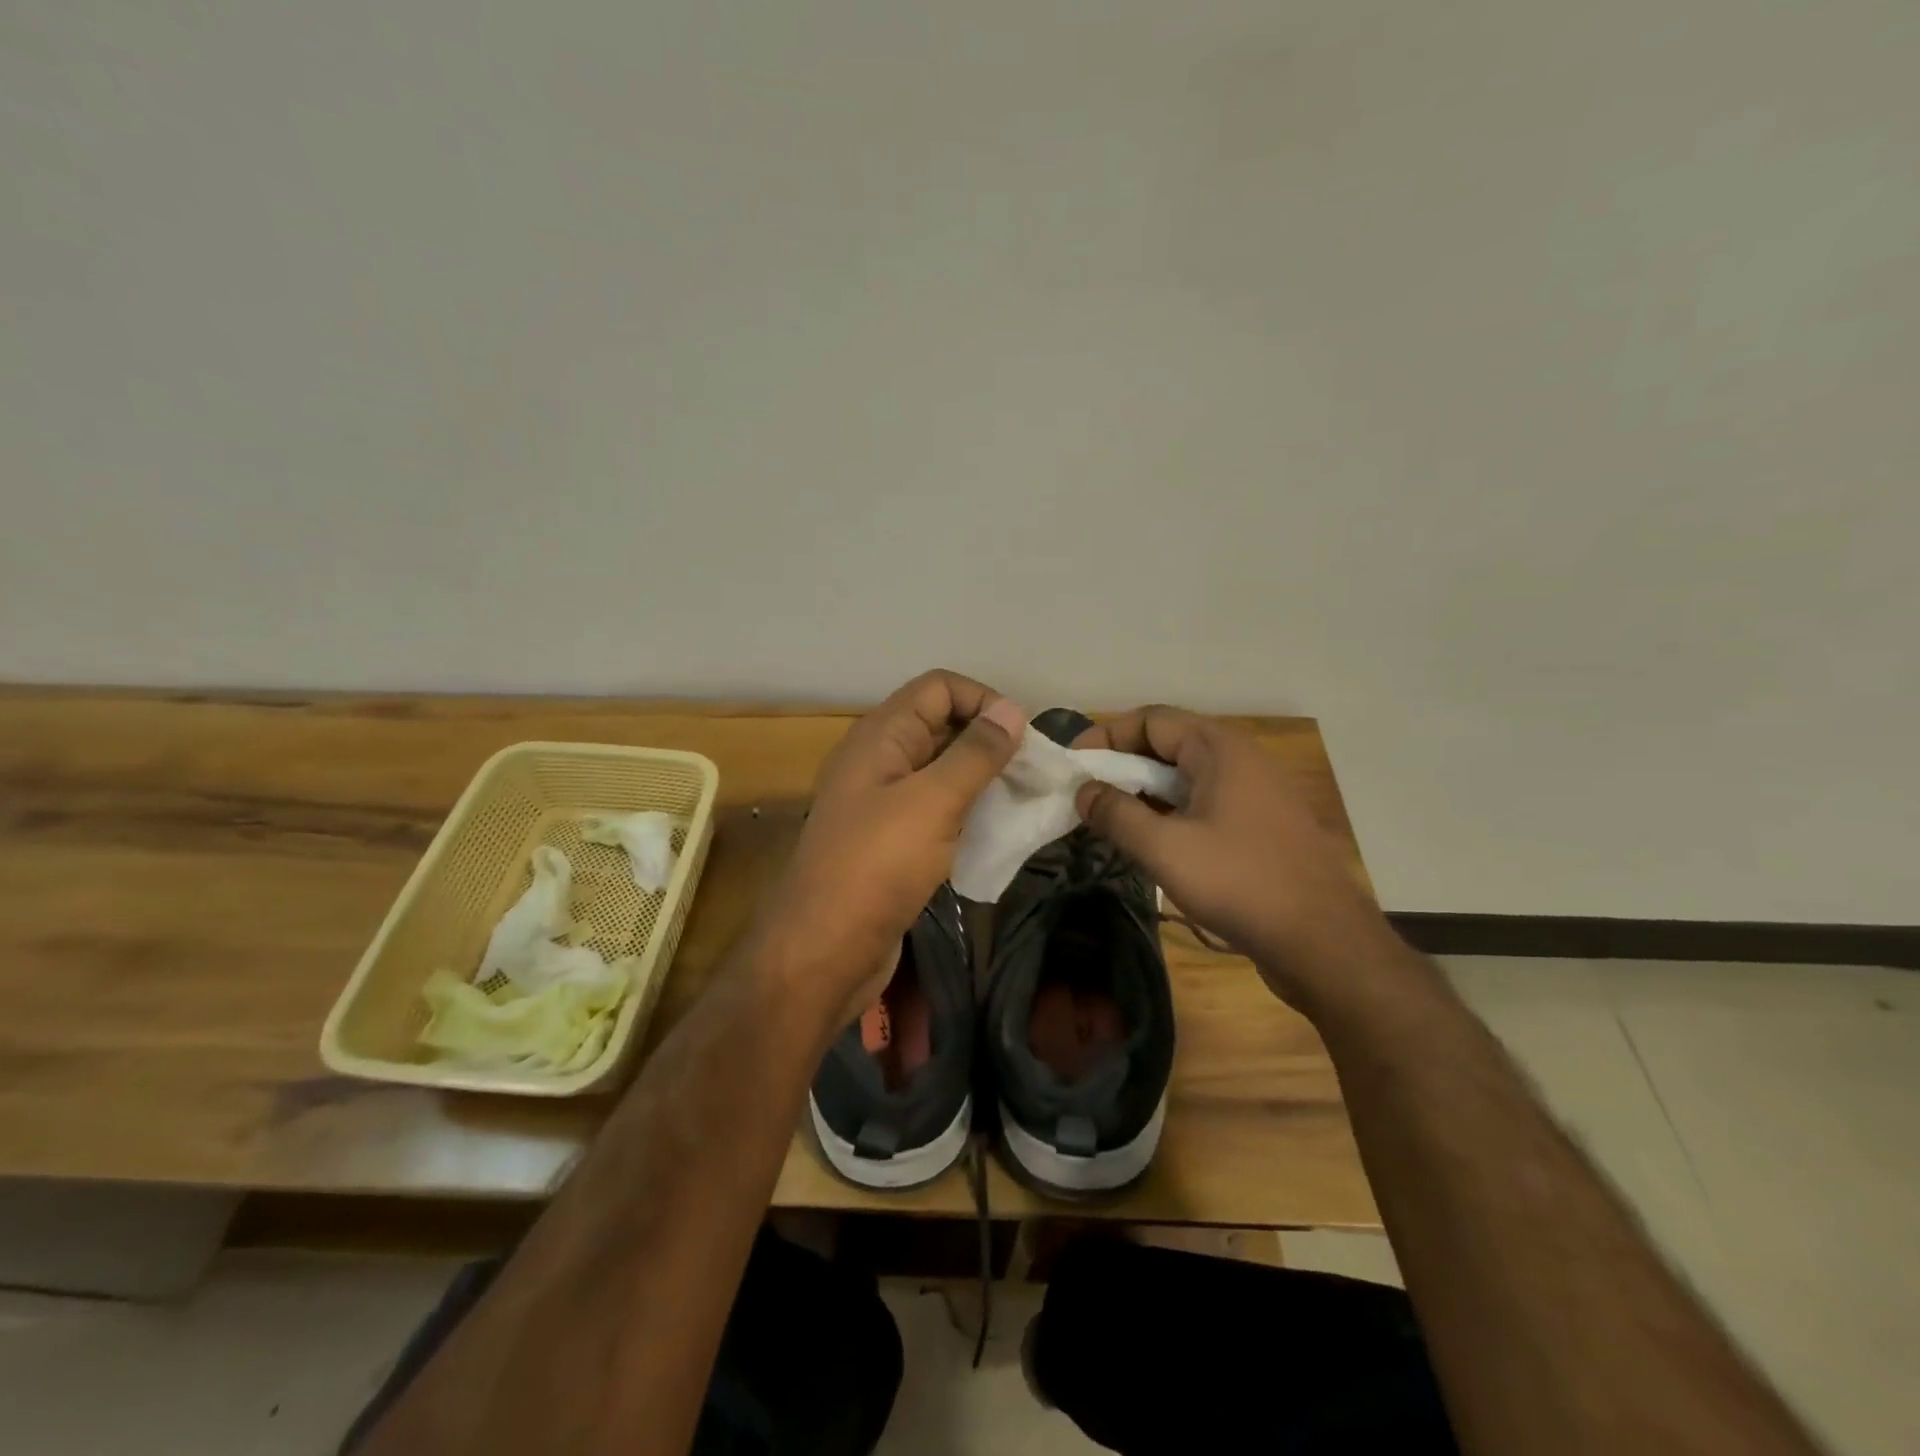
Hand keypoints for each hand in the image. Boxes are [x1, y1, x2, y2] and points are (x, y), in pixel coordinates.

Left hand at [757, 671, 1025, 1027]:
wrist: (823, 952)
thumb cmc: (876, 868)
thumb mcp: (932, 802)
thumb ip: (974, 754)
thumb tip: (1011, 709)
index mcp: (880, 736)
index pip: (938, 688)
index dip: (982, 700)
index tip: (1023, 737)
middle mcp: (879, 760)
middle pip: (941, 725)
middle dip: (989, 739)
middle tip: (1034, 771)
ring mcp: (883, 802)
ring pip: (942, 770)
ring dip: (983, 778)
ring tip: (1023, 799)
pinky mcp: (891, 840)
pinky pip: (936, 808)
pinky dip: (967, 810)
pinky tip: (996, 830)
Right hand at [1073, 707, 1388, 1006]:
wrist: (1323, 942)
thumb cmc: (1240, 883)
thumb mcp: (1165, 849)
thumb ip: (1116, 815)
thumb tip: (1083, 792)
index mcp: (1220, 749)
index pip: (1151, 720)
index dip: (1106, 735)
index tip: (1073, 764)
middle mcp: (1241, 759)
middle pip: (1169, 743)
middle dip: (1123, 763)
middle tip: (1086, 792)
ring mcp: (1256, 793)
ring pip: (1187, 776)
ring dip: (1146, 790)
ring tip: (1111, 816)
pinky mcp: (1262, 825)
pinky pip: (1205, 801)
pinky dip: (1171, 810)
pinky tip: (1152, 839)